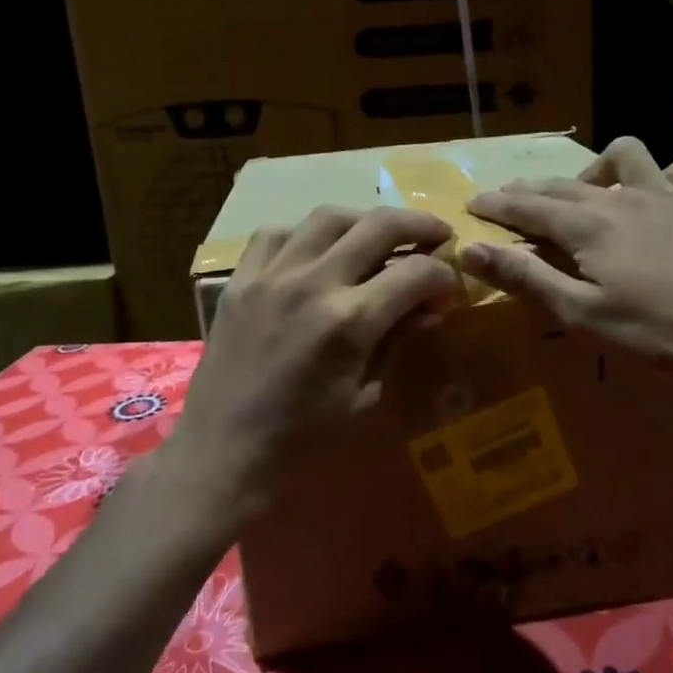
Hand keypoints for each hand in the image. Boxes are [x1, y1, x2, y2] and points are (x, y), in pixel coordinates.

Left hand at [171, 205, 461, 509]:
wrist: (223, 455)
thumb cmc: (303, 442)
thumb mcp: (365, 399)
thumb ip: (398, 342)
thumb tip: (429, 307)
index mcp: (350, 322)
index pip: (415, 273)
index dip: (443, 276)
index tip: (450, 288)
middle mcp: (313, 283)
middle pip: (379, 225)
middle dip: (419, 225)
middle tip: (437, 235)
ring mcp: (271, 275)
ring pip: (328, 217)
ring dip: (364, 219)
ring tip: (381, 234)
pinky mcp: (240, 280)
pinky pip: (276, 233)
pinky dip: (307, 233)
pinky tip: (318, 249)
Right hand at [461, 137, 672, 399]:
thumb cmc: (654, 332)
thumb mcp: (580, 314)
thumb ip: (525, 278)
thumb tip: (471, 249)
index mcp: (587, 226)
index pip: (527, 206)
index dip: (495, 204)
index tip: (471, 203)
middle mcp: (621, 197)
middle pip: (562, 183)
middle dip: (528, 188)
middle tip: (507, 198)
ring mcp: (666, 193)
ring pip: (624, 154)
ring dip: (597, 168)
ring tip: (589, 193)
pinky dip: (660, 177)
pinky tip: (655, 196)